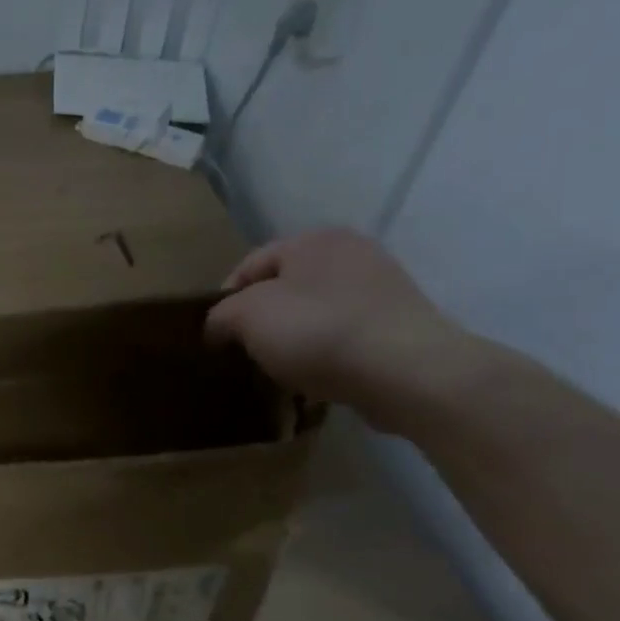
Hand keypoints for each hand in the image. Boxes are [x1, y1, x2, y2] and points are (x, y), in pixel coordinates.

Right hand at [205, 229, 477, 431]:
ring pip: (316, 312)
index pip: (251, 264)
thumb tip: (217, 327)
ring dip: (293, 339)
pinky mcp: (399, 324)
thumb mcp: (248, 317)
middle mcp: (351, 253)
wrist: (405, 370)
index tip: (214, 336)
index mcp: (313, 240)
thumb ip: (221, 316)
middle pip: (285, 287)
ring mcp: (382, 288)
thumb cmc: (317, 331)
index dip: (224, 299)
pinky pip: (345, 336)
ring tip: (279, 371)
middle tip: (244, 353)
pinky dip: (326, 354)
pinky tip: (316, 380)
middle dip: (261, 320)